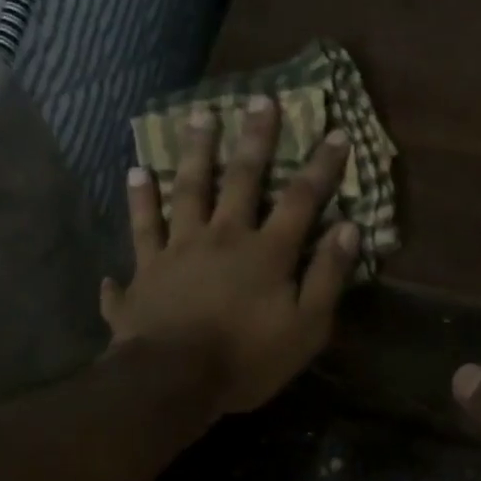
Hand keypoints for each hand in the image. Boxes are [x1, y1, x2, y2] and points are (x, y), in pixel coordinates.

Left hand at [102, 97, 359, 415]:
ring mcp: (177, 251)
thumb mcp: (306, 328)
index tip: (336, 132)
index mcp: (265, 253)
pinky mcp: (144, 272)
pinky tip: (132, 176)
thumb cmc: (247, 359)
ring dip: (192, 153)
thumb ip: (327, 278)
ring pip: (185, 191)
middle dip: (254, 140)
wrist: (174, 380)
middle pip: (239, 180)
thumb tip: (348, 229)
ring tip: (196, 118)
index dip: (321, 167)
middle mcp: (221, 238)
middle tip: (259, 99)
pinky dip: (136, 205)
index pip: (300, 200)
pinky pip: (139, 231)